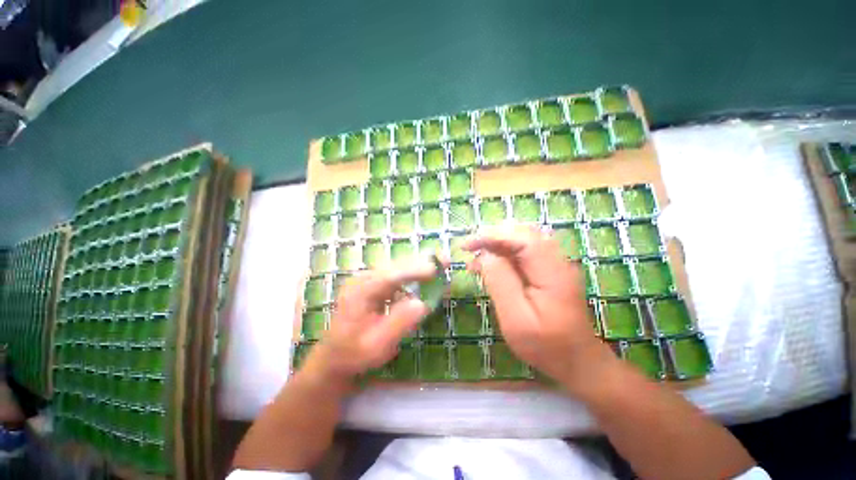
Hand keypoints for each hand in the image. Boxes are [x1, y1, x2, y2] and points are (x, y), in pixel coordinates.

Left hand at [304, 258, 437, 382]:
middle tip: (444, 259)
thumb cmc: (354, 354)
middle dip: (420, 262)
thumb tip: (422, 304)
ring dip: (419, 264)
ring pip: (396, 267)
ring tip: (440, 262)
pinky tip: (426, 275)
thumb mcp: (376, 346)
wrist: (335, 356)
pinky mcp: (373, 284)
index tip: (434, 270)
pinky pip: (396, 275)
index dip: (413, 271)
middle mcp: (362, 280)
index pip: (389, 277)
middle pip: (394, 266)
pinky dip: (413, 273)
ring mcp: (367, 280)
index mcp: (359, 293)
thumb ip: (398, 324)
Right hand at [463, 225, 614, 391]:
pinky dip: (504, 252)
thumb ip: (500, 282)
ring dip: (497, 243)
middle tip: (469, 250)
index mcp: (552, 273)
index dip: (493, 236)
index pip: (522, 239)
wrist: (577, 360)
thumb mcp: (516, 319)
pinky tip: (490, 264)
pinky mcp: (549, 269)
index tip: (469, 245)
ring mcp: (555, 263)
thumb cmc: (545, 345)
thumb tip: (486, 255)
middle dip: (492, 236)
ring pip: (522, 239)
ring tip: (476, 259)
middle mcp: (557, 261)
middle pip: (523, 233)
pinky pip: (524, 250)